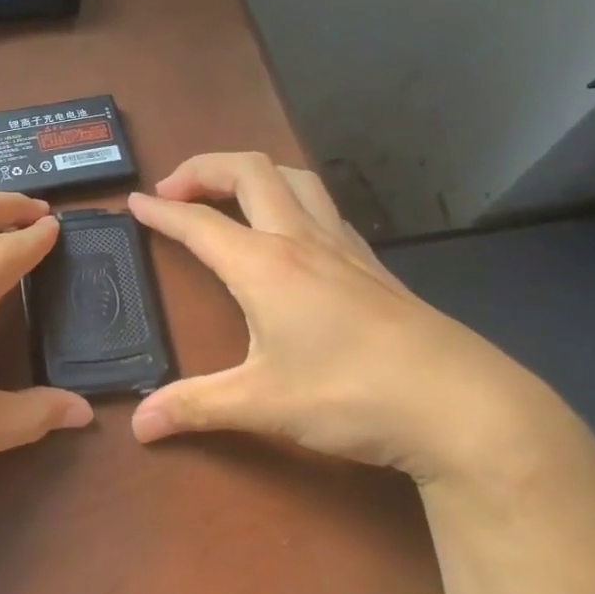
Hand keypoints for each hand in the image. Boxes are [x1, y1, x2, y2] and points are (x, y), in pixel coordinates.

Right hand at [126, 153, 564, 483]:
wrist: (461, 404)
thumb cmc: (351, 395)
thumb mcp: (262, 404)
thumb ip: (195, 407)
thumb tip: (138, 425)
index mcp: (264, 264)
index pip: (199, 222)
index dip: (160, 211)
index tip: (133, 203)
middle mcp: (300, 239)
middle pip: (249, 170)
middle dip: (204, 168)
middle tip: (174, 189)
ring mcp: (343, 246)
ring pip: (294, 177)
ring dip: (252, 172)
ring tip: (228, 194)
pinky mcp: (373, 263)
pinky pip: (323, 206)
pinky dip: (291, 198)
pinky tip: (292, 232)